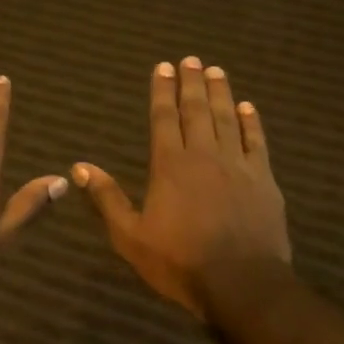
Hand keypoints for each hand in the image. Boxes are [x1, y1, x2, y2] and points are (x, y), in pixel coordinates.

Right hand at [73, 57, 290, 320]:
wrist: (242, 284)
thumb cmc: (180, 262)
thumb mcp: (130, 236)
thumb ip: (107, 199)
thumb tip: (79, 167)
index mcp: (169, 165)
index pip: (163, 118)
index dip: (162, 91)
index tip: (164, 67)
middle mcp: (203, 155)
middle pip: (196, 110)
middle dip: (191, 83)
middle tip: (191, 59)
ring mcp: (238, 165)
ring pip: (227, 119)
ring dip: (220, 93)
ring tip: (216, 71)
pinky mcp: (264, 180)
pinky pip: (257, 142)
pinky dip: (252, 123)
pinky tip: (248, 108)